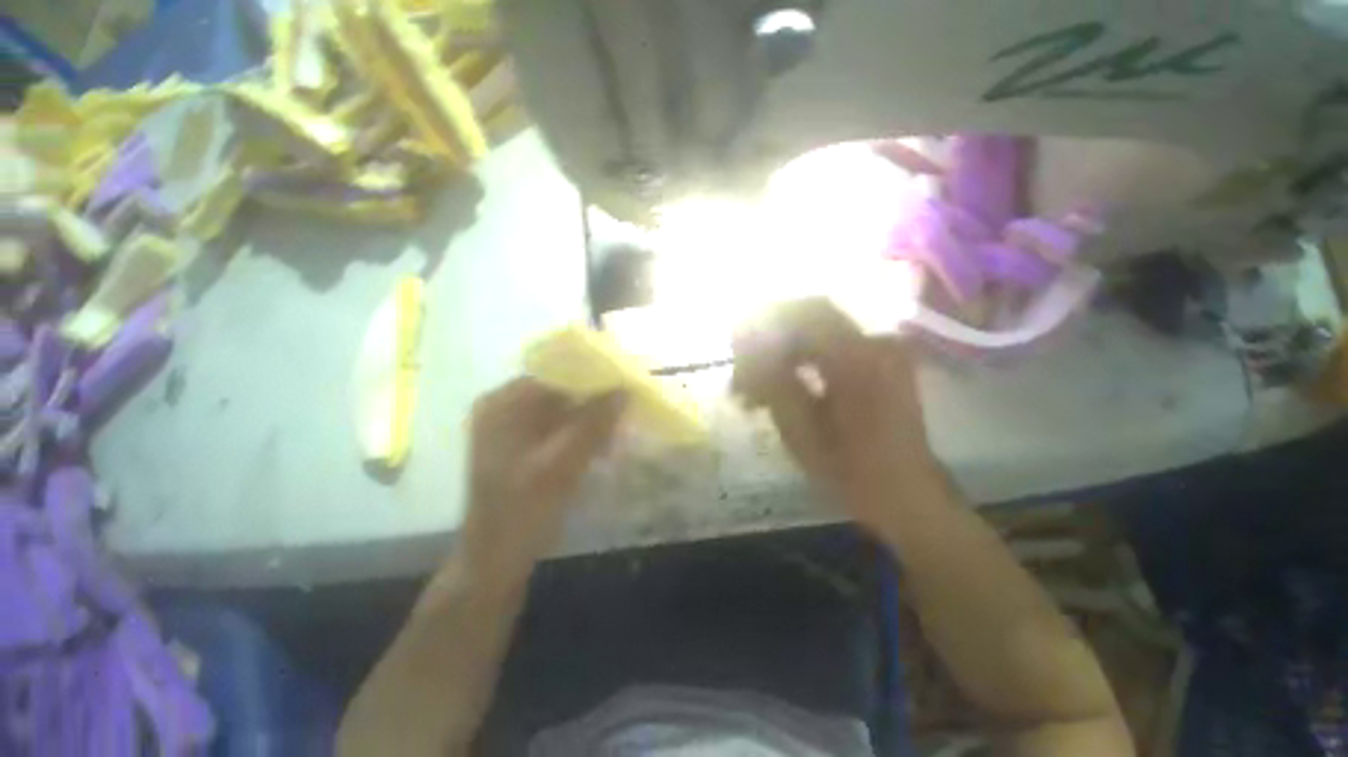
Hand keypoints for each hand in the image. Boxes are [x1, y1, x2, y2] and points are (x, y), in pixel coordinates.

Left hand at [459, 378, 624, 584]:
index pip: (554, 373)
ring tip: (614, 434)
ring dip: (590, 420)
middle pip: (558, 391)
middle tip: (623, 412)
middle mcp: (504, 407)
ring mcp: (511, 426)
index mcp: (503, 403)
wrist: (495, 557)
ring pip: (561, 410)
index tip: (622, 384)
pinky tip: (599, 448)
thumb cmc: (524, 508)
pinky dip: (579, 434)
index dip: (590, 377)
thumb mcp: (563, 463)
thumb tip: (625, 390)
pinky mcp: (522, 445)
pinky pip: (558, 427)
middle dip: (593, 402)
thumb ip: (594, 423)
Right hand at [732, 299, 939, 530]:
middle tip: (741, 369)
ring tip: (753, 387)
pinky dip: (800, 358)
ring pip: (817, 330)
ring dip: (781, 350)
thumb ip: (772, 380)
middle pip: (810, 314)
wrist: (906, 493)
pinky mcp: (879, 360)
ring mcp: (881, 350)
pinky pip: (831, 344)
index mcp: (858, 359)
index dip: (764, 321)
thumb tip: (748, 346)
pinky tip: (779, 385)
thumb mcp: (801, 431)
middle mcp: (875, 343)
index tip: (735, 346)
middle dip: (769, 335)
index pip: (804, 313)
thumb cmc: (851, 472)